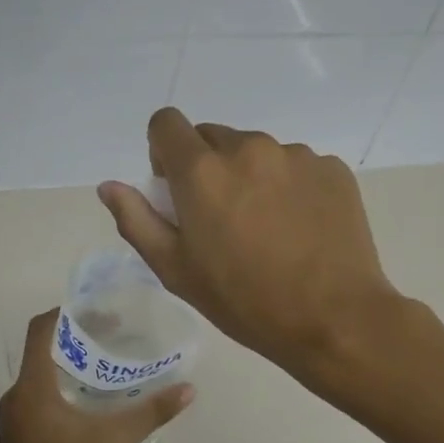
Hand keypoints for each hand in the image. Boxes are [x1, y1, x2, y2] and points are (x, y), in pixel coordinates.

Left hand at [0, 309, 193, 442]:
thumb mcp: (113, 442)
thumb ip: (150, 412)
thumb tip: (188, 389)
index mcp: (31, 388)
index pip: (40, 330)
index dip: (66, 313)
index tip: (99, 310)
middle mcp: (16, 396)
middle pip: (42, 350)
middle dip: (76, 338)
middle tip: (114, 334)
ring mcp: (14, 419)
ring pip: (40, 375)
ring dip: (70, 364)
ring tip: (106, 363)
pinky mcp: (18, 437)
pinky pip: (38, 396)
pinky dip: (62, 386)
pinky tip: (90, 400)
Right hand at [98, 109, 401, 380]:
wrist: (334, 319)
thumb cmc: (244, 301)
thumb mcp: (176, 270)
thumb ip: (137, 220)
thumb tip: (108, 185)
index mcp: (202, 171)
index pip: (166, 123)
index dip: (163, 151)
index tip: (175, 188)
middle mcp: (248, 148)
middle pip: (212, 137)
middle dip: (206, 167)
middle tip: (221, 218)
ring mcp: (296, 155)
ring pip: (257, 151)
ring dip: (250, 176)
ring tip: (267, 228)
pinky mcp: (332, 168)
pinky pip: (296, 165)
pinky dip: (289, 186)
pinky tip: (300, 228)